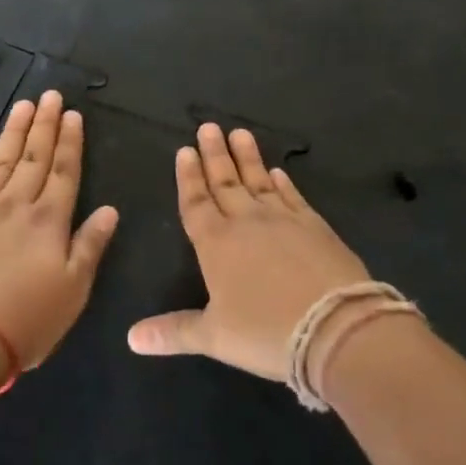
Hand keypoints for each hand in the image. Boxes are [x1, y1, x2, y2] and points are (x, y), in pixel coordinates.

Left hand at [0, 91, 119, 369]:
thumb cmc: (27, 319)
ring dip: (14, 132)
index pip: (64, 170)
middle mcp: (16, 204)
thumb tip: (110, 210)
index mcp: (49, 220)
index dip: (70, 141)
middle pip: (34, 156)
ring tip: (24, 106)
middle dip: (45, 124)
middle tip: (50, 95)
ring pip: (1, 160)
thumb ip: (90, 245)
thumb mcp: (74, 290)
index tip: (73, 114)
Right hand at [127, 123, 371, 381]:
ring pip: (259, 181)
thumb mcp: (214, 337)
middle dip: (214, 155)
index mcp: (216, 244)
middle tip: (208, 126)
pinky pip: (293, 196)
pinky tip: (279, 171)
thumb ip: (173, 332)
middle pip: (225, 183)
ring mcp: (284, 220)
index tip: (185, 150)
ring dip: (247, 157)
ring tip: (239, 133)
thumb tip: (131, 338)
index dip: (189, 177)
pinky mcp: (315, 226)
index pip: (196, 203)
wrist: (335, 327)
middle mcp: (247, 223)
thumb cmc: (265, 332)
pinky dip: (284, 182)